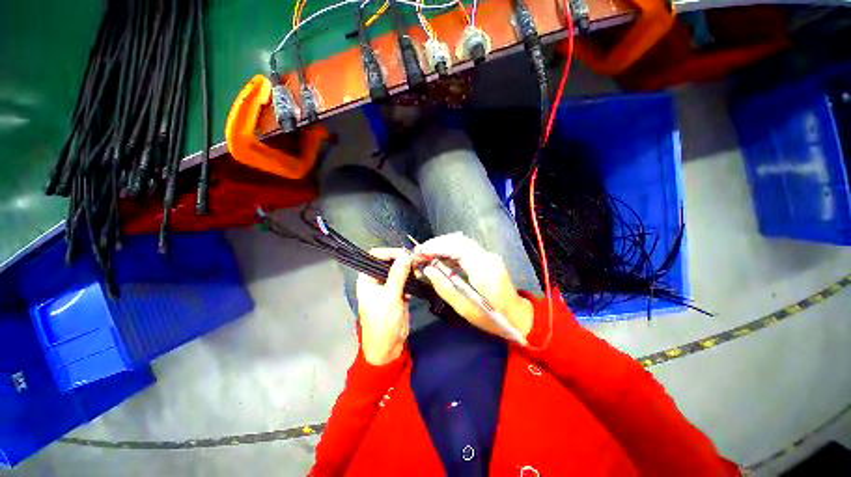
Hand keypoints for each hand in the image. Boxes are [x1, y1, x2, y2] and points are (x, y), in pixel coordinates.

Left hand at [356, 248, 412, 365]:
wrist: (388, 346)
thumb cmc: (383, 322)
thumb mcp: (390, 296)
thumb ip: (398, 274)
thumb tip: (406, 255)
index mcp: (367, 278)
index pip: (376, 255)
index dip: (390, 252)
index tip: (406, 254)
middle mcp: (376, 279)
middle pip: (389, 261)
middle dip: (403, 260)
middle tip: (416, 262)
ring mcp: (387, 285)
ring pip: (399, 270)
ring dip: (409, 269)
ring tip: (419, 272)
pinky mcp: (397, 292)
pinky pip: (405, 279)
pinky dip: (412, 278)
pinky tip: (418, 280)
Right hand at [414, 233, 533, 341]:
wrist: (518, 316)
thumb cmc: (492, 317)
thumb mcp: (465, 308)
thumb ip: (445, 287)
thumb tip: (427, 269)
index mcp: (484, 269)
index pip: (458, 248)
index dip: (437, 246)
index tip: (419, 251)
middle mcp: (488, 257)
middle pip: (459, 241)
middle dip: (437, 244)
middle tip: (419, 252)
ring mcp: (489, 256)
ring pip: (462, 242)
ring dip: (442, 245)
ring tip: (426, 254)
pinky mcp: (487, 257)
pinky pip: (466, 248)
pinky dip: (450, 250)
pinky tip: (440, 257)